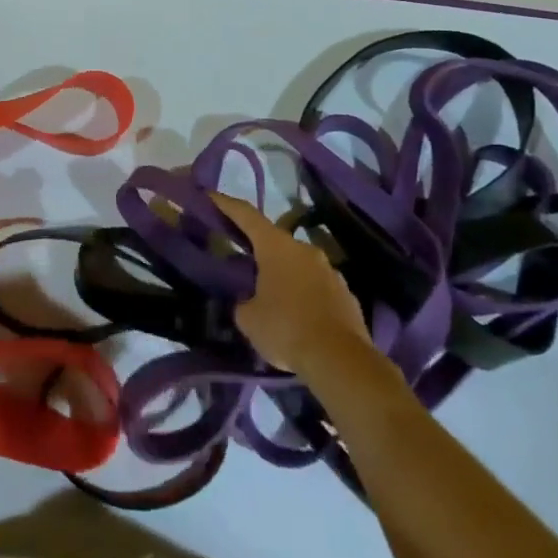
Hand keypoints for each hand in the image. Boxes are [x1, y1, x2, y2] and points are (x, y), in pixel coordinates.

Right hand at [212, 193, 374, 377]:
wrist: (341, 361)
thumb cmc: (286, 329)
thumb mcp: (248, 318)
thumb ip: (243, 301)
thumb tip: (249, 300)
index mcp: (276, 246)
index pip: (246, 215)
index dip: (226, 204)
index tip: (211, 196)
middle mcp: (304, 249)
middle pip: (275, 240)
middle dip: (258, 249)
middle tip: (242, 260)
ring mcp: (330, 270)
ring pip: (298, 264)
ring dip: (283, 274)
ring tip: (271, 296)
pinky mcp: (346, 294)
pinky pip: (317, 286)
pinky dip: (304, 294)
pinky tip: (297, 316)